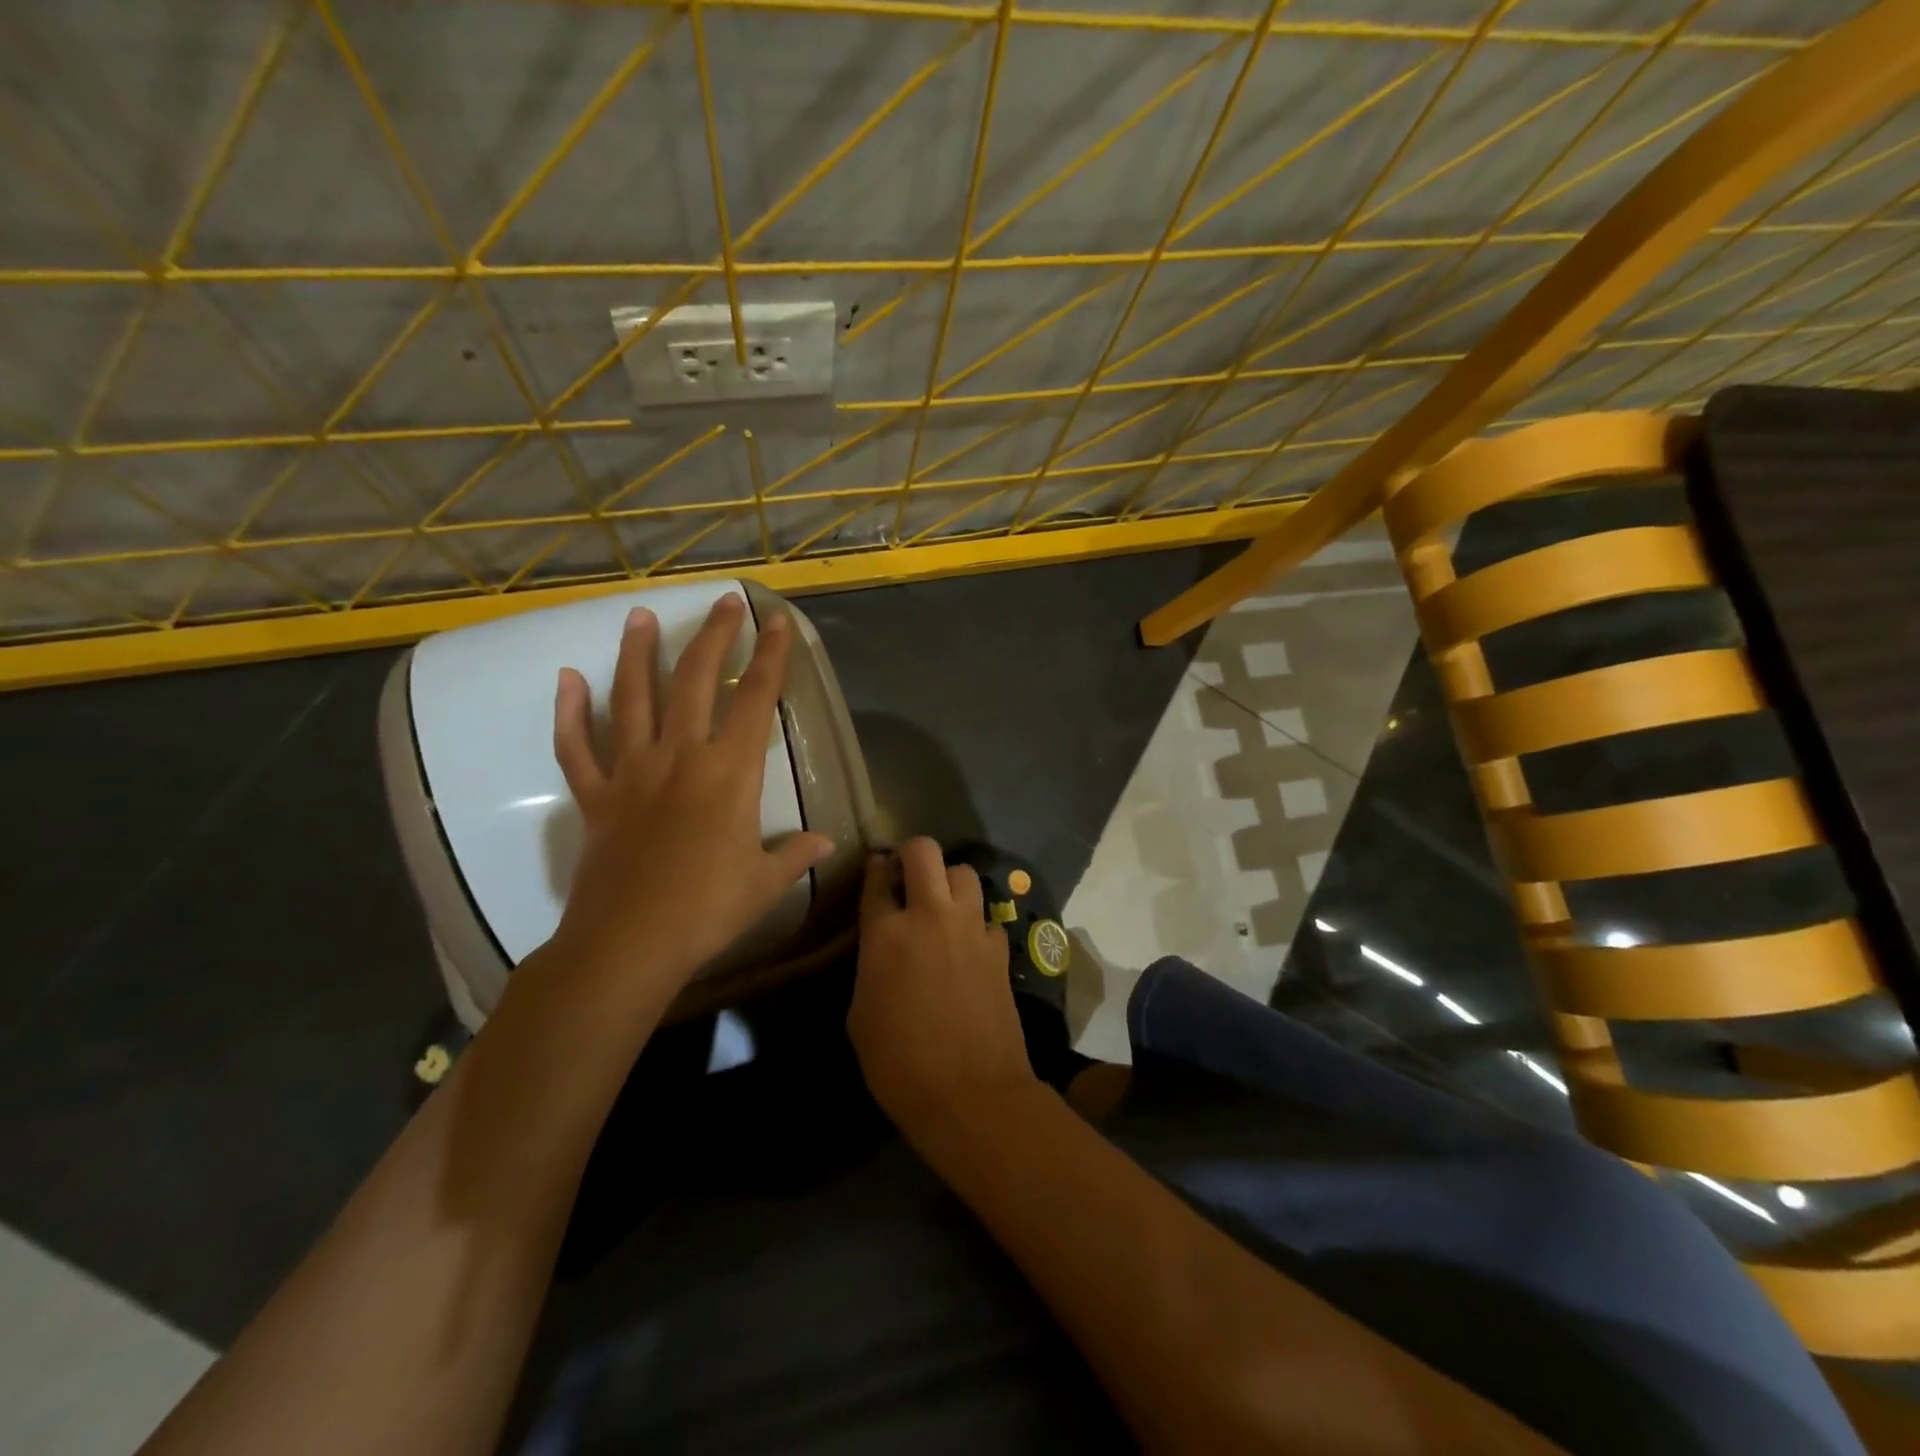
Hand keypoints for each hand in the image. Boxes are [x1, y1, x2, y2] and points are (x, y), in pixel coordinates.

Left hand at [549, 593, 833, 1008]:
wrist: (628, 943)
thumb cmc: (706, 910)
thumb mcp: (764, 883)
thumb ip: (795, 855)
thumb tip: (825, 842)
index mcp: (729, 773)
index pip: (755, 700)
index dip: (769, 658)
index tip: (776, 622)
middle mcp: (680, 757)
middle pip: (695, 681)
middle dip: (714, 637)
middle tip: (724, 602)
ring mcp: (632, 772)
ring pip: (633, 699)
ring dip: (638, 654)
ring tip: (640, 616)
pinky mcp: (596, 796)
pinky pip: (577, 746)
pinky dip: (570, 712)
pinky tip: (567, 679)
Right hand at [848, 839, 1036, 1133]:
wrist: (971, 1093)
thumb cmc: (899, 1063)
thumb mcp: (860, 1015)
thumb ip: (870, 965)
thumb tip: (882, 948)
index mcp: (887, 933)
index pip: (877, 878)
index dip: (875, 869)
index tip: (876, 869)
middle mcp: (931, 916)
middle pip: (924, 851)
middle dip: (912, 853)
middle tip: (907, 875)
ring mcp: (970, 928)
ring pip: (964, 873)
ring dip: (948, 881)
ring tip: (941, 905)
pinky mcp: (999, 947)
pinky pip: (986, 916)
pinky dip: (975, 922)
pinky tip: (968, 944)